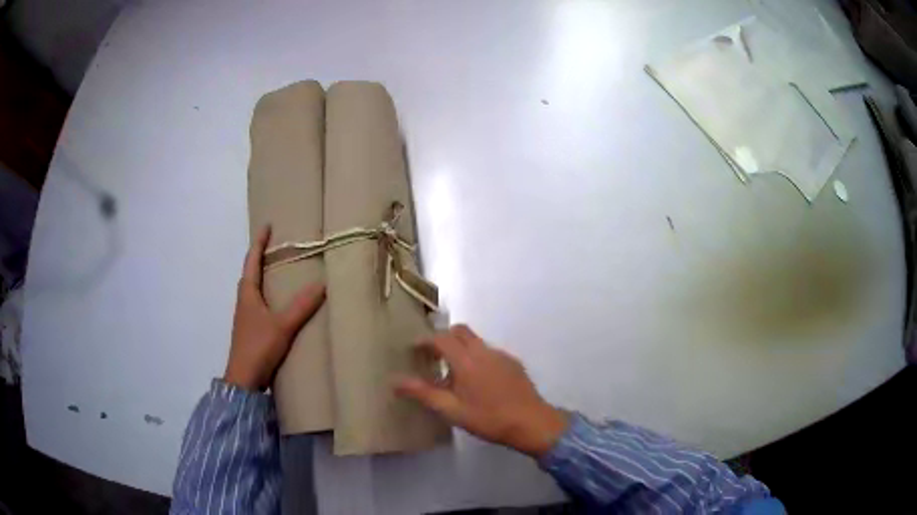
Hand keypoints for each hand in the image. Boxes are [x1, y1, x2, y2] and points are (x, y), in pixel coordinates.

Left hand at [224, 226, 325, 390]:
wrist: (243, 379)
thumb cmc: (258, 347)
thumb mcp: (282, 326)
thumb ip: (301, 306)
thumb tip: (322, 284)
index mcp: (247, 293)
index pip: (252, 260)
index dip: (259, 242)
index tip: (267, 225)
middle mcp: (244, 300)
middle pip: (250, 272)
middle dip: (260, 257)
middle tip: (276, 247)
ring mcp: (245, 316)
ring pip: (254, 288)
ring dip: (263, 276)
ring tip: (279, 270)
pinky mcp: (250, 329)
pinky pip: (258, 303)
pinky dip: (267, 294)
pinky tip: (278, 303)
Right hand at [395, 325, 568, 457]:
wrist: (531, 423)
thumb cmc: (488, 418)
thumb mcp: (451, 410)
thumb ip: (423, 393)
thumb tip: (395, 381)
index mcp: (466, 360)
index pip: (441, 338)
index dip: (425, 341)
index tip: (415, 350)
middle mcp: (484, 351)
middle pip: (460, 331)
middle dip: (444, 338)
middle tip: (433, 357)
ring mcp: (501, 355)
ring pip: (476, 341)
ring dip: (461, 348)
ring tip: (454, 374)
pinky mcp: (514, 364)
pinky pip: (489, 352)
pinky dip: (477, 358)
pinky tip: (479, 382)